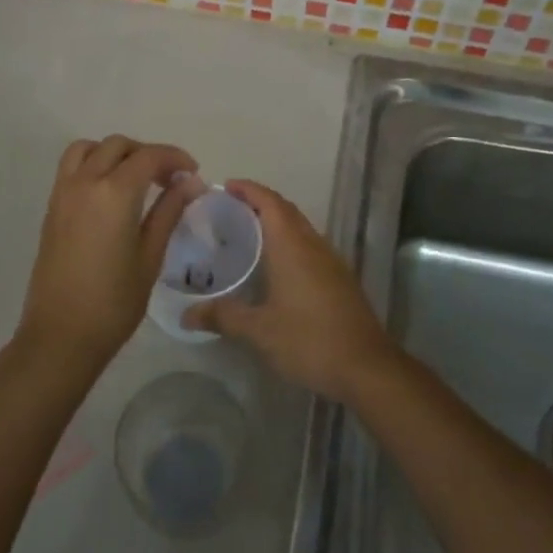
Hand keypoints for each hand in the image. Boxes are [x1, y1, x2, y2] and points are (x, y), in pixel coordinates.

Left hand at [19, 136, 201, 370]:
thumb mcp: (150, 256)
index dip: (175, 158)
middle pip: (118, 146)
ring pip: (88, 149)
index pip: (148, 156)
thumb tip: (191, 182)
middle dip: (147, 154)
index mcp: (113, 193)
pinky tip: (112, 194)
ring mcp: (63, 194)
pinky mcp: (51, 209)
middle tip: (170, 179)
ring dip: (115, 153)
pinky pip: (72, 168)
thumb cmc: (114, 302)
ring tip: (137, 178)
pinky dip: (94, 164)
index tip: (193, 173)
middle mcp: (84, 183)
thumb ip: (169, 211)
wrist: (60, 336)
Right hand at [184, 180, 397, 402]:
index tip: (224, 186)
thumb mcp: (259, 331)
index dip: (248, 189)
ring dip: (276, 222)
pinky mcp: (339, 279)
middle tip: (228, 210)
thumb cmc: (309, 340)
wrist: (366, 367)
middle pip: (286, 210)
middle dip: (259, 202)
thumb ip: (223, 316)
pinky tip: (275, 266)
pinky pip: (309, 246)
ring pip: (300, 228)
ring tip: (247, 234)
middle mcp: (313, 244)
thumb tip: (186, 314)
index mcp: (293, 246)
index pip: (270, 202)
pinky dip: (289, 242)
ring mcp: (331, 261)